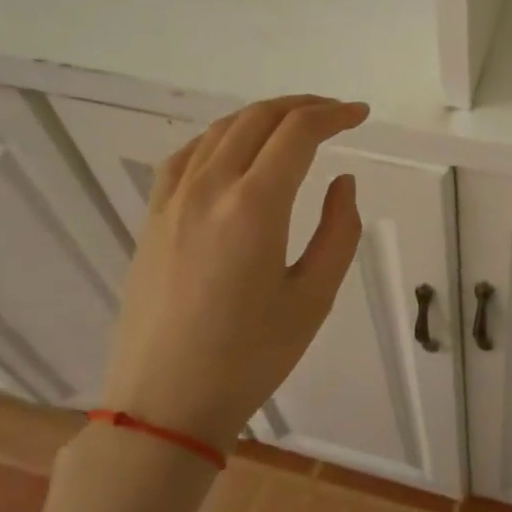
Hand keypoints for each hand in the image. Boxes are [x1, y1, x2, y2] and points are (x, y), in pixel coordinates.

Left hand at [99, 95, 367, 452]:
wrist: (165, 403)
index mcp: (254, 207)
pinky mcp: (152, 218)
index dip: (334, 115)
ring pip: (220, 131)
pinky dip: (219, 137)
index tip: (360, 116)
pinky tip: (232, 150)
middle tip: (335, 114)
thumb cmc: (249, 357)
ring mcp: (173, 201)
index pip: (297, 133)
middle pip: (258, 119)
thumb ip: (339, 231)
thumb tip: (342, 182)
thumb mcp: (313, 299)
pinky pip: (186, 156)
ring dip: (262, 117)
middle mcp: (210, 188)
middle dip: (302, 107)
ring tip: (292, 125)